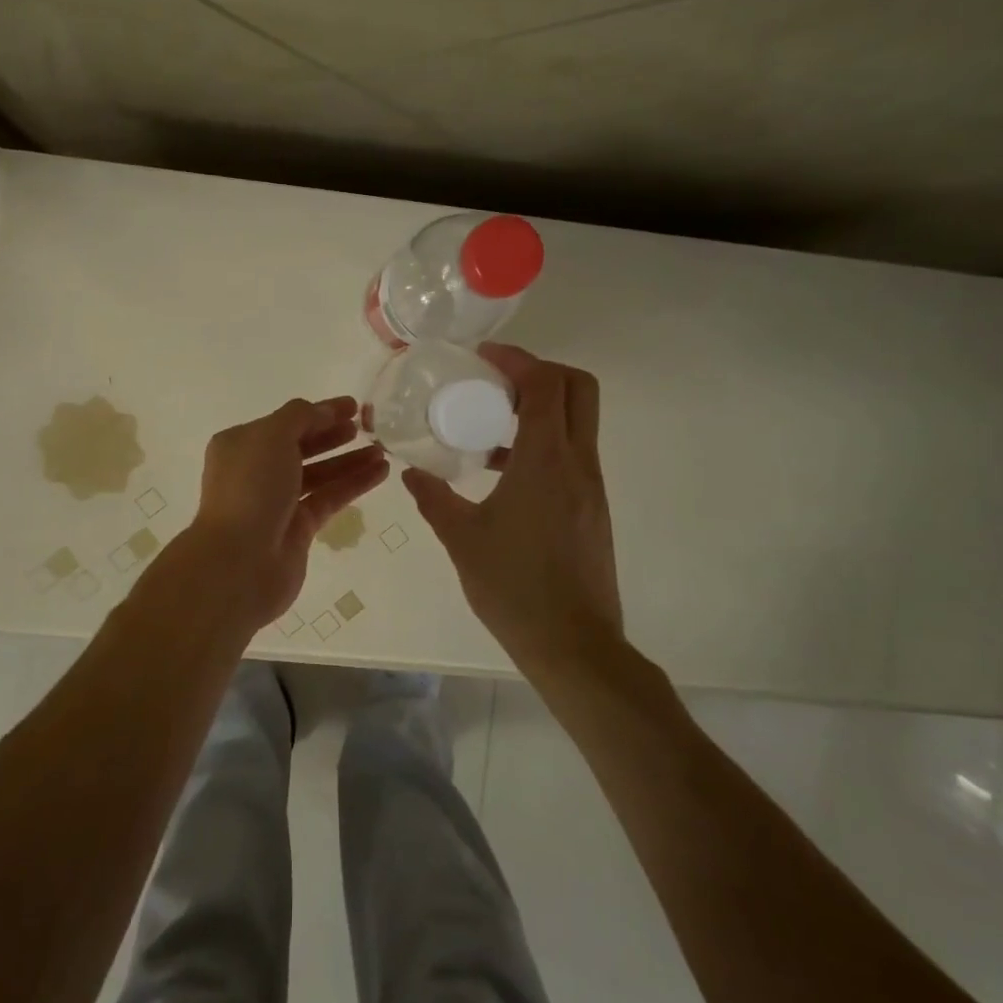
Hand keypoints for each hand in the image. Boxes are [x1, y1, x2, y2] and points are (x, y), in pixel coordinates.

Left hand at [187, 396, 388, 627]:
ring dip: (349, 461)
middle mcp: (256, 471)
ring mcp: (277, 502)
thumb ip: (301, 416)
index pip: (286, 422)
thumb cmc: (251, 488)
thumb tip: (325, 411)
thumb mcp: (272, 437)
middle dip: (334, 436)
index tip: (354, 406)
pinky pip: (329, 498)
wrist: (240, 560)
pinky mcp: (298, 528)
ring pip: (319, 474)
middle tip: (368, 428)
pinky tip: (380, 473)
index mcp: (241, 445)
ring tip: (382, 452)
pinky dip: (353, 485)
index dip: (320, 412)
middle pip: (302, 447)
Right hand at [402, 345, 622, 675]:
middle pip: (578, 388)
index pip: (545, 384)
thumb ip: (434, 499)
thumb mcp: (462, 539)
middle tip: (496, 385)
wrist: (573, 643)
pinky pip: (573, 455)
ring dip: (540, 410)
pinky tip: (505, 476)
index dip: (517, 360)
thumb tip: (410, 473)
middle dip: (540, 373)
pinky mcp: (592, 508)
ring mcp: (591, 486)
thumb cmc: (514, 587)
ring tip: (491, 430)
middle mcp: (578, 463)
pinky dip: (544, 444)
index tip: (483, 358)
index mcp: (547, 461)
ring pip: (578, 422)